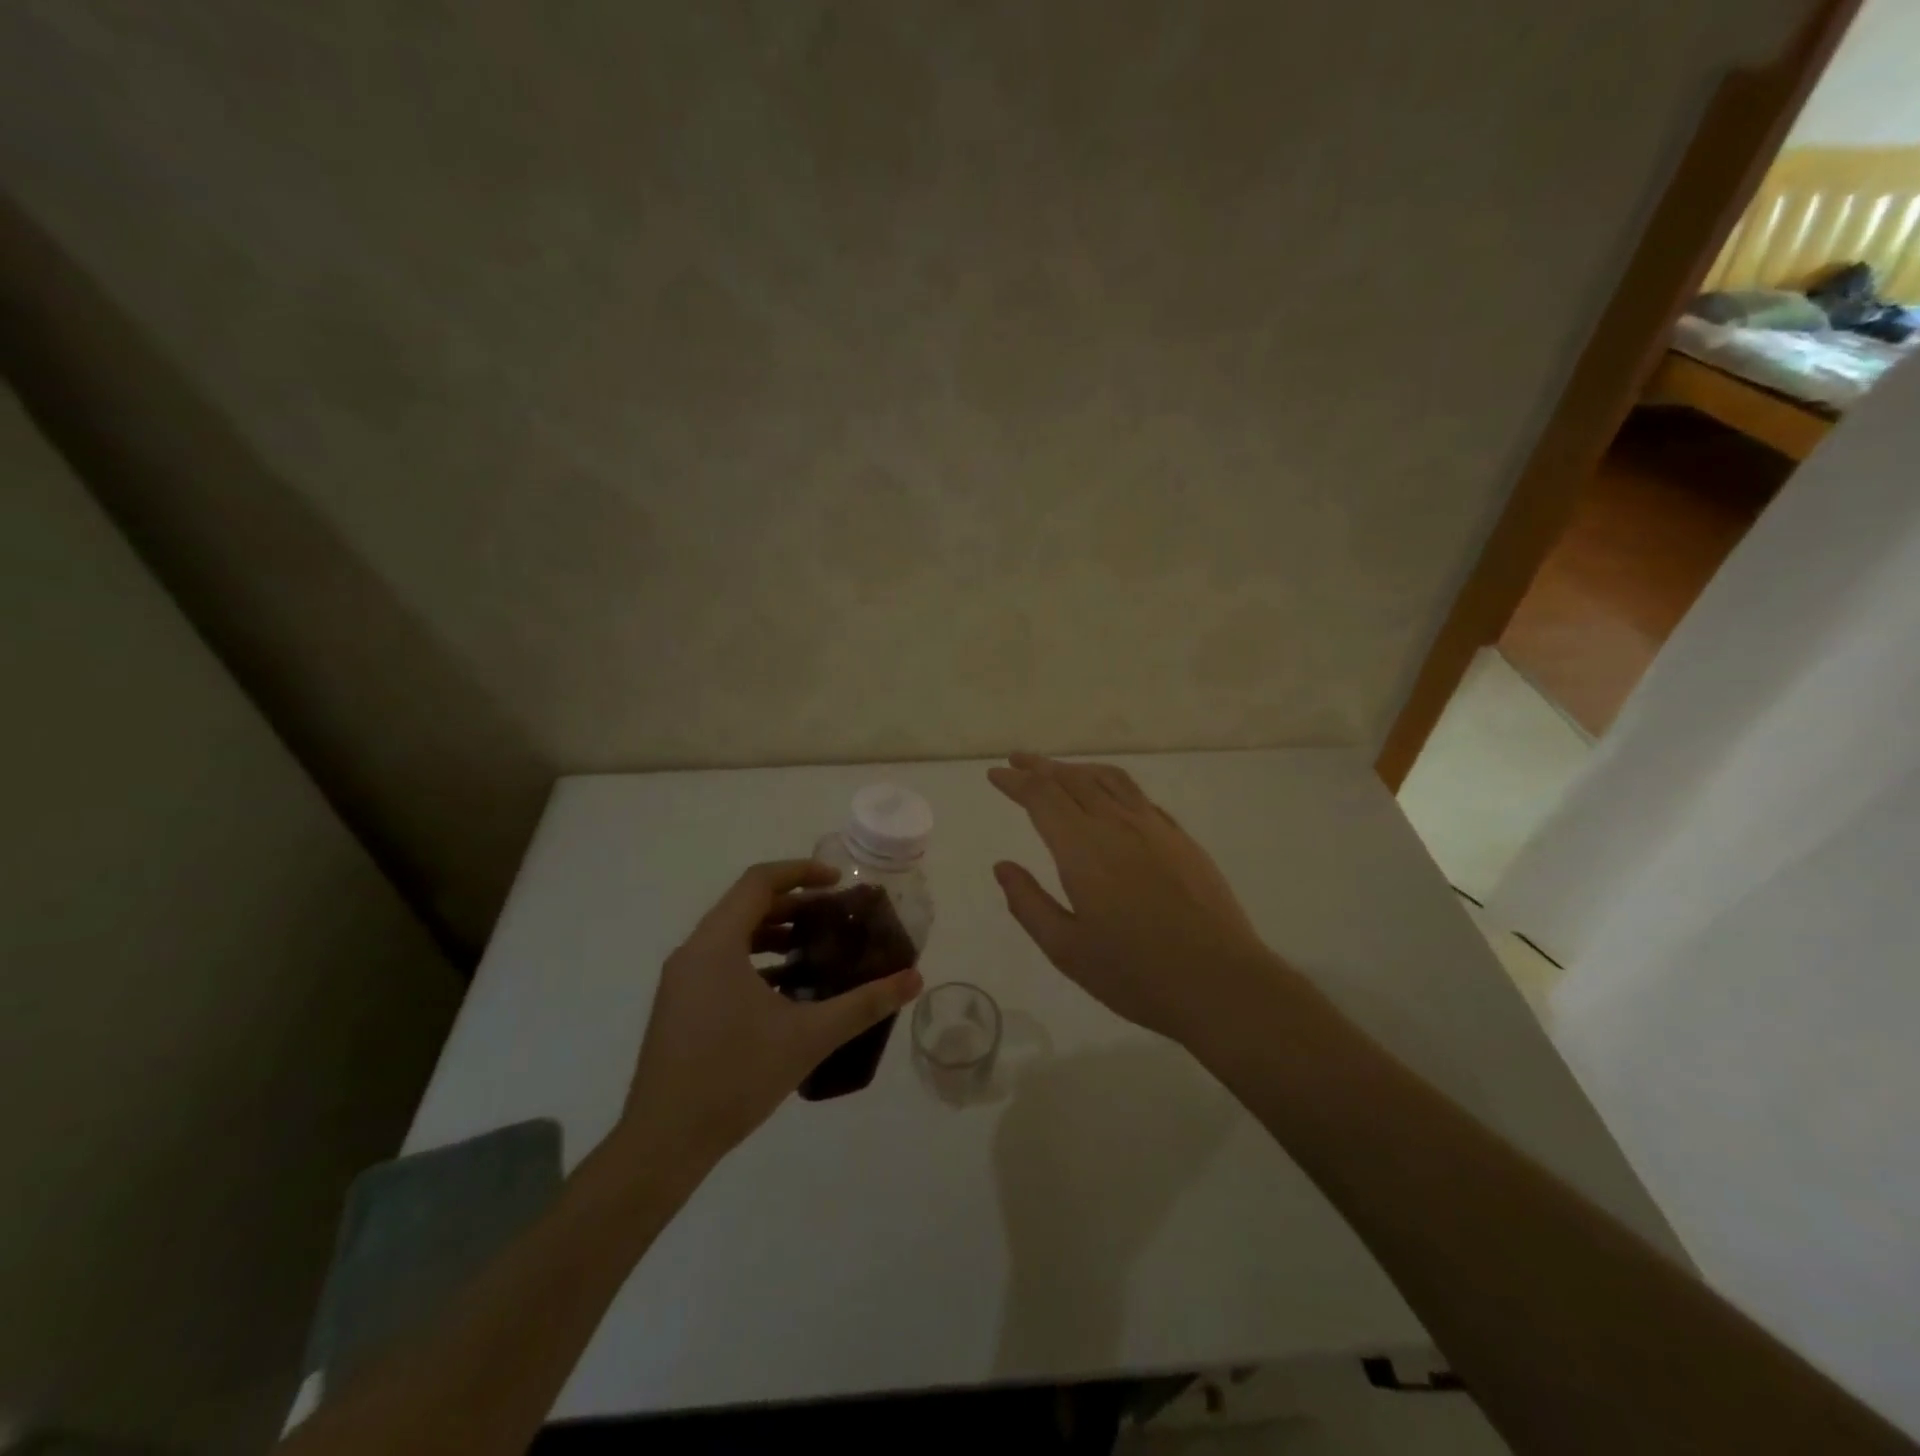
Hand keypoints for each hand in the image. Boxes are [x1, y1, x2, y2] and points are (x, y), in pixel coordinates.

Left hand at [618, 860, 921, 1167]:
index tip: (838, 882)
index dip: (801, 872)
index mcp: (717, 944)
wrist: (663, 1143)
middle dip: (793, 905)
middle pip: (746, 906)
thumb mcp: (809, 1036)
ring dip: (775, 935)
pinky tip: (787, 992)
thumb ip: (864, 1004)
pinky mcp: (679, 1007)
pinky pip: (721, 963)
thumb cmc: (735, 1077)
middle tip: (835, 917)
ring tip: (817, 951)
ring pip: (733, 936)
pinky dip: (756, 962)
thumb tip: (914, 979)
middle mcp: (693, 952)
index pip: (759, 882)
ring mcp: (681, 981)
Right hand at [989, 754, 1287, 1046]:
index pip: (1041, 797)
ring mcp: (1155, 828)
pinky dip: (1112, 785)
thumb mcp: (1066, 949)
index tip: (995, 774)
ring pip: (1109, 780)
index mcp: (1083, 849)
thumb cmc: (1135, 974)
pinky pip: (1138, 796)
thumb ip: (1029, 903)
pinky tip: (1109, 798)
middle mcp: (1117, 825)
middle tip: (1017, 761)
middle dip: (1040, 767)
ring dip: (1077, 769)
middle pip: (1072, 780)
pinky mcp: (1181, 839)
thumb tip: (1003, 866)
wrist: (1220, 982)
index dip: (1015, 782)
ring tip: (1058, 771)